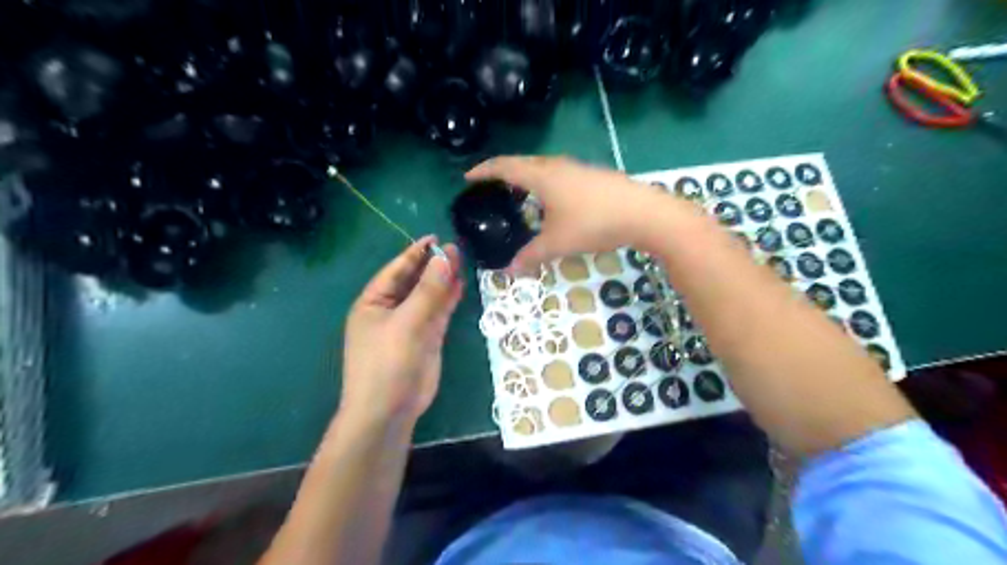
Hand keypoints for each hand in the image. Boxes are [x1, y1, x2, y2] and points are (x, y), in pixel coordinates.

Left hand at [337, 235, 463, 425]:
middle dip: (433, 265)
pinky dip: (448, 299)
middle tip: (456, 248)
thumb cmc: (387, 363)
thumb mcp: (407, 323)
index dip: (415, 253)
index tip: (436, 238)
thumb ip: (428, 291)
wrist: (389, 410)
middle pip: (414, 281)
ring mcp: (409, 324)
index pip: (396, 270)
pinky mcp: (426, 338)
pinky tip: (460, 285)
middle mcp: (390, 310)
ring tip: (462, 261)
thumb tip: (445, 258)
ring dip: (443, 280)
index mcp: (373, 302)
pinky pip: (438, 312)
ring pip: (428, 296)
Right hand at [466, 154, 671, 270]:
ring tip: (519, 193)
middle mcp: (558, 165)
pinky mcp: (595, 176)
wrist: (644, 214)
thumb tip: (509, 271)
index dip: (484, 171)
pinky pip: (560, 174)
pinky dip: (546, 182)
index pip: (505, 166)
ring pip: (544, 167)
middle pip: (524, 162)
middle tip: (491, 186)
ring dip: (527, 176)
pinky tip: (554, 201)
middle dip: (504, 172)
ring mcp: (579, 168)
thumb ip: (531, 256)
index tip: (468, 178)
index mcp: (542, 175)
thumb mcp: (558, 243)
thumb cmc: (594, 223)